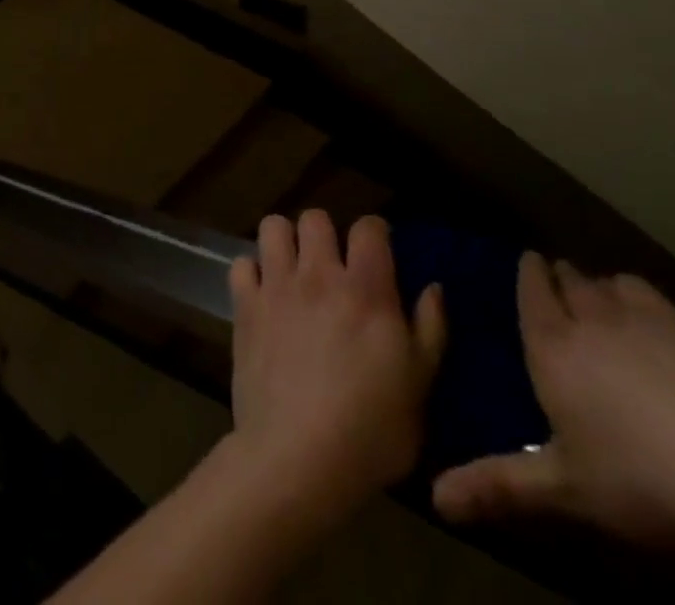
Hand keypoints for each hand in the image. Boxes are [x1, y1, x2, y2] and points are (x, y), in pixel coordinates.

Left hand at [228, 211, 444, 527]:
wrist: (299, 456)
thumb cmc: (371, 429)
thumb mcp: (420, 387)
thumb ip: (430, 330)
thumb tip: (432, 287)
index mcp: (366, 289)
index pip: (368, 227)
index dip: (374, 233)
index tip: (377, 253)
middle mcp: (319, 274)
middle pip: (315, 217)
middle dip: (325, 233)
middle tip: (331, 265)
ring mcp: (277, 286)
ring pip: (273, 226)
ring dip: (284, 242)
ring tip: (292, 270)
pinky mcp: (244, 305)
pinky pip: (241, 264)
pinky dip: (251, 273)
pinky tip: (262, 295)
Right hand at [433, 255, 674, 560]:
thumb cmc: (647, 483)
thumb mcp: (567, 491)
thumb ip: (500, 485)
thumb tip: (435, 498)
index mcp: (554, 344)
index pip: (532, 287)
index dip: (530, 272)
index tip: (530, 262)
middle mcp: (597, 316)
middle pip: (575, 279)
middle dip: (567, 280)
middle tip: (567, 290)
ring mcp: (657, 318)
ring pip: (622, 285)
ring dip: (612, 291)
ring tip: (618, 310)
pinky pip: (672, 307)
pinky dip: (662, 314)